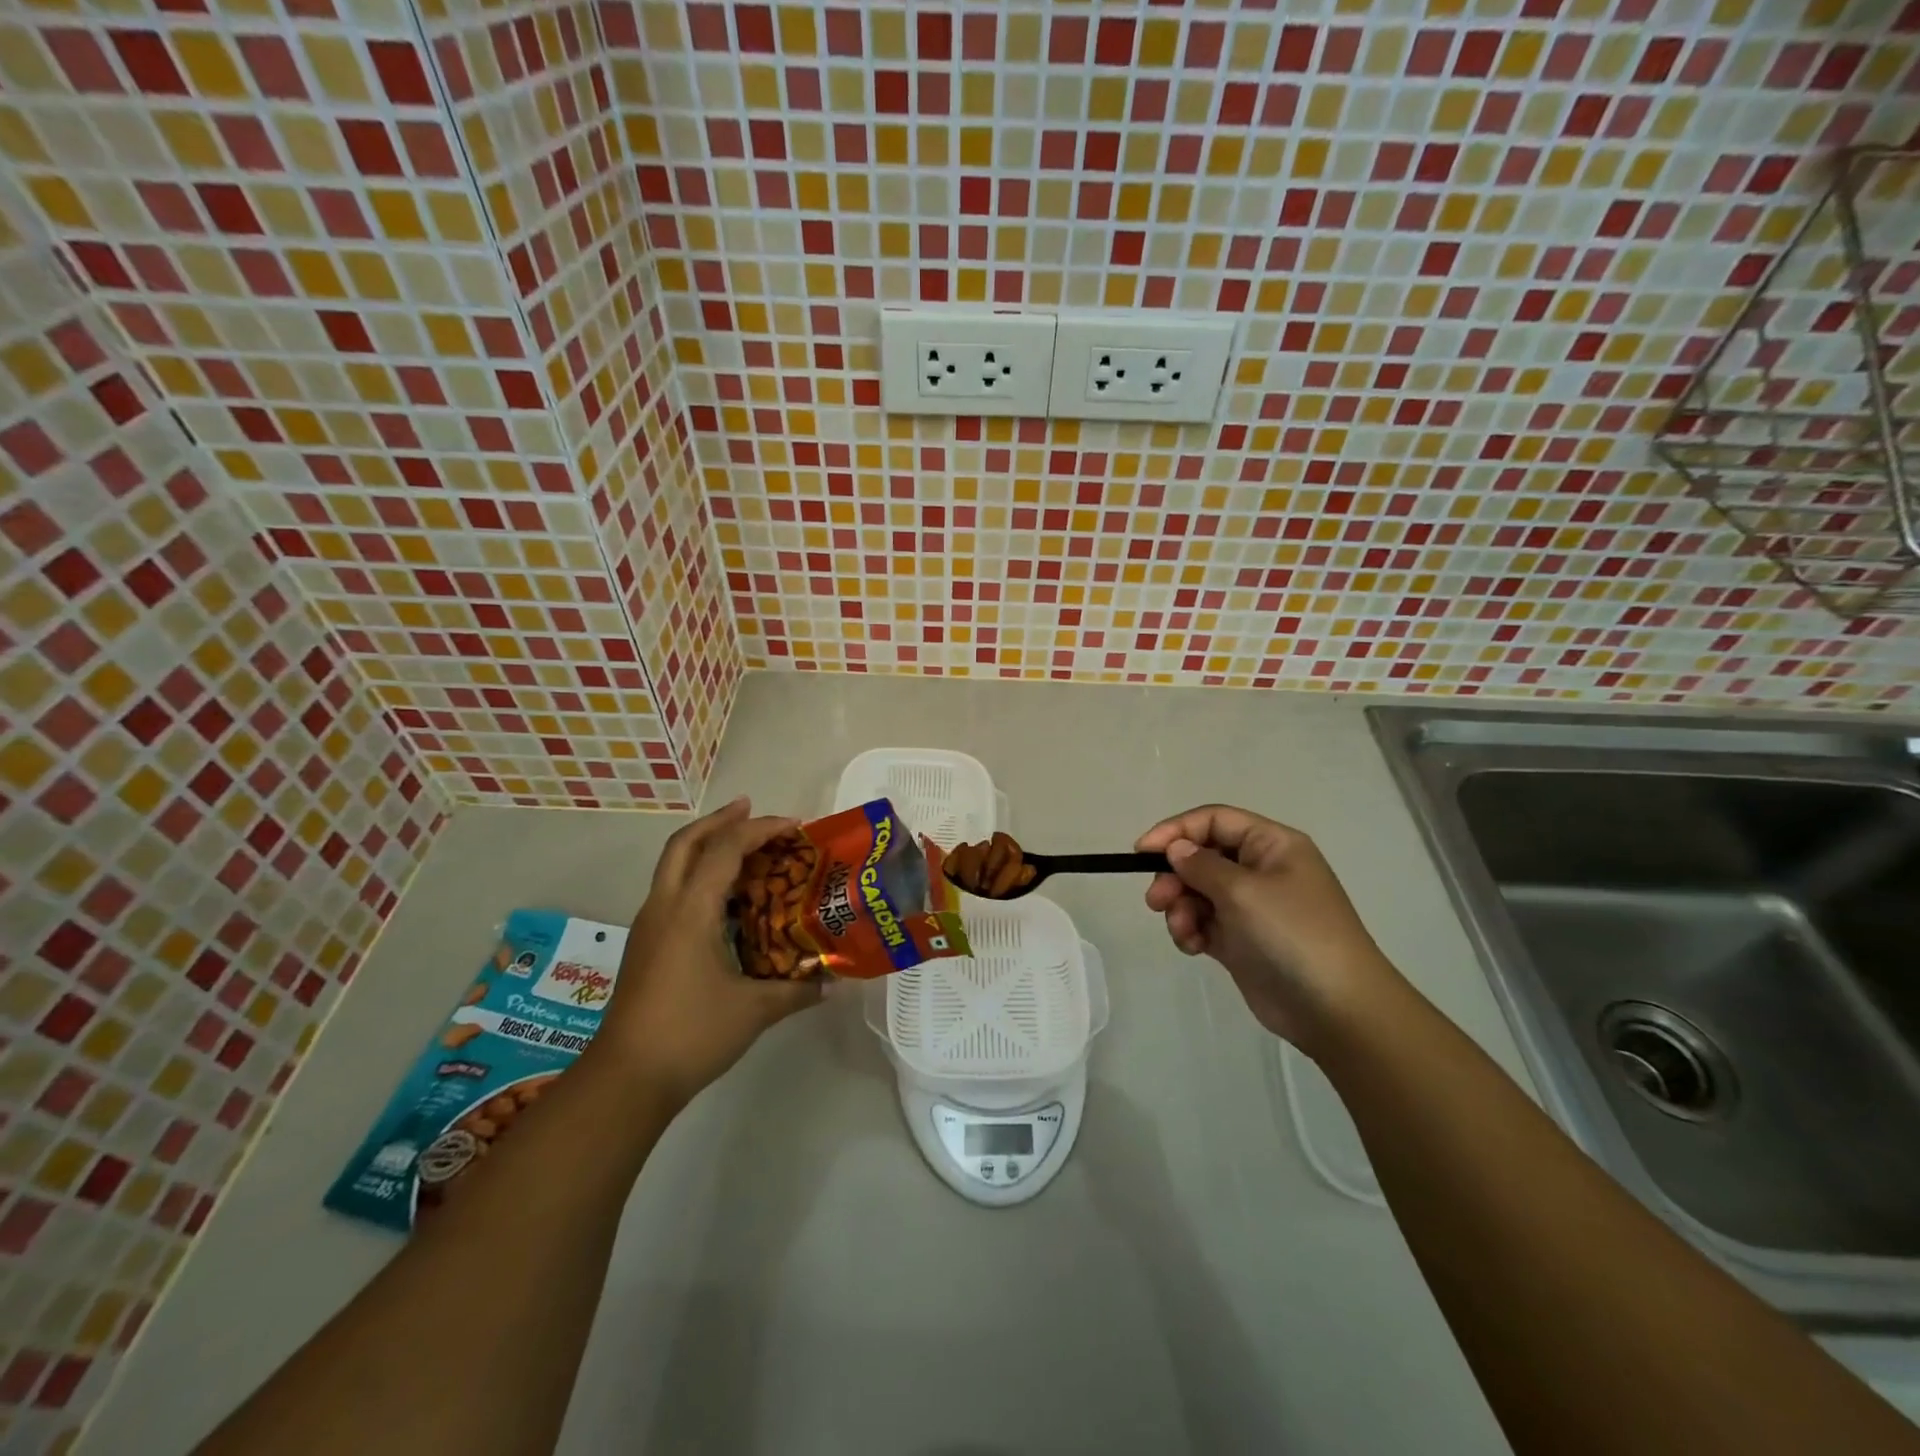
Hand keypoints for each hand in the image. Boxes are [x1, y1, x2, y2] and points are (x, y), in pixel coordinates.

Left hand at [591, 798, 822, 1111]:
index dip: (761, 829)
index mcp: (691, 911)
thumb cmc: (690, 1035)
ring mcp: (649, 925)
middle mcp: (664, 907)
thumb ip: (797, 990)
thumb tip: (834, 983)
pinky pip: (673, 890)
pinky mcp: (646, 945)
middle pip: (686, 842)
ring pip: (673, 864)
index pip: (725, 849)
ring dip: (706, 845)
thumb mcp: (754, 1011)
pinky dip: (700, 875)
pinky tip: (726, 899)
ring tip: (744, 846)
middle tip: (752, 809)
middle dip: (720, 820)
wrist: (624, 1079)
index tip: (795, 826)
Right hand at [1136, 805, 1405, 1051]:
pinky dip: (1191, 930)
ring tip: (1182, 931)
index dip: (1176, 830)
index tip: (1141, 852)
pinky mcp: (1241, 940)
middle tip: (1156, 901)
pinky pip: (1203, 922)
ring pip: (1197, 892)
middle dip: (1174, 876)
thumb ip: (1202, 865)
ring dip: (1181, 907)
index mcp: (1272, 845)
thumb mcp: (1244, 891)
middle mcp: (1261, 869)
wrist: (1336, 1010)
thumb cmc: (1293, 935)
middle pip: (1201, 857)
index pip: (1214, 820)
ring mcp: (1251, 907)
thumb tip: (1176, 849)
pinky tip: (1193, 946)